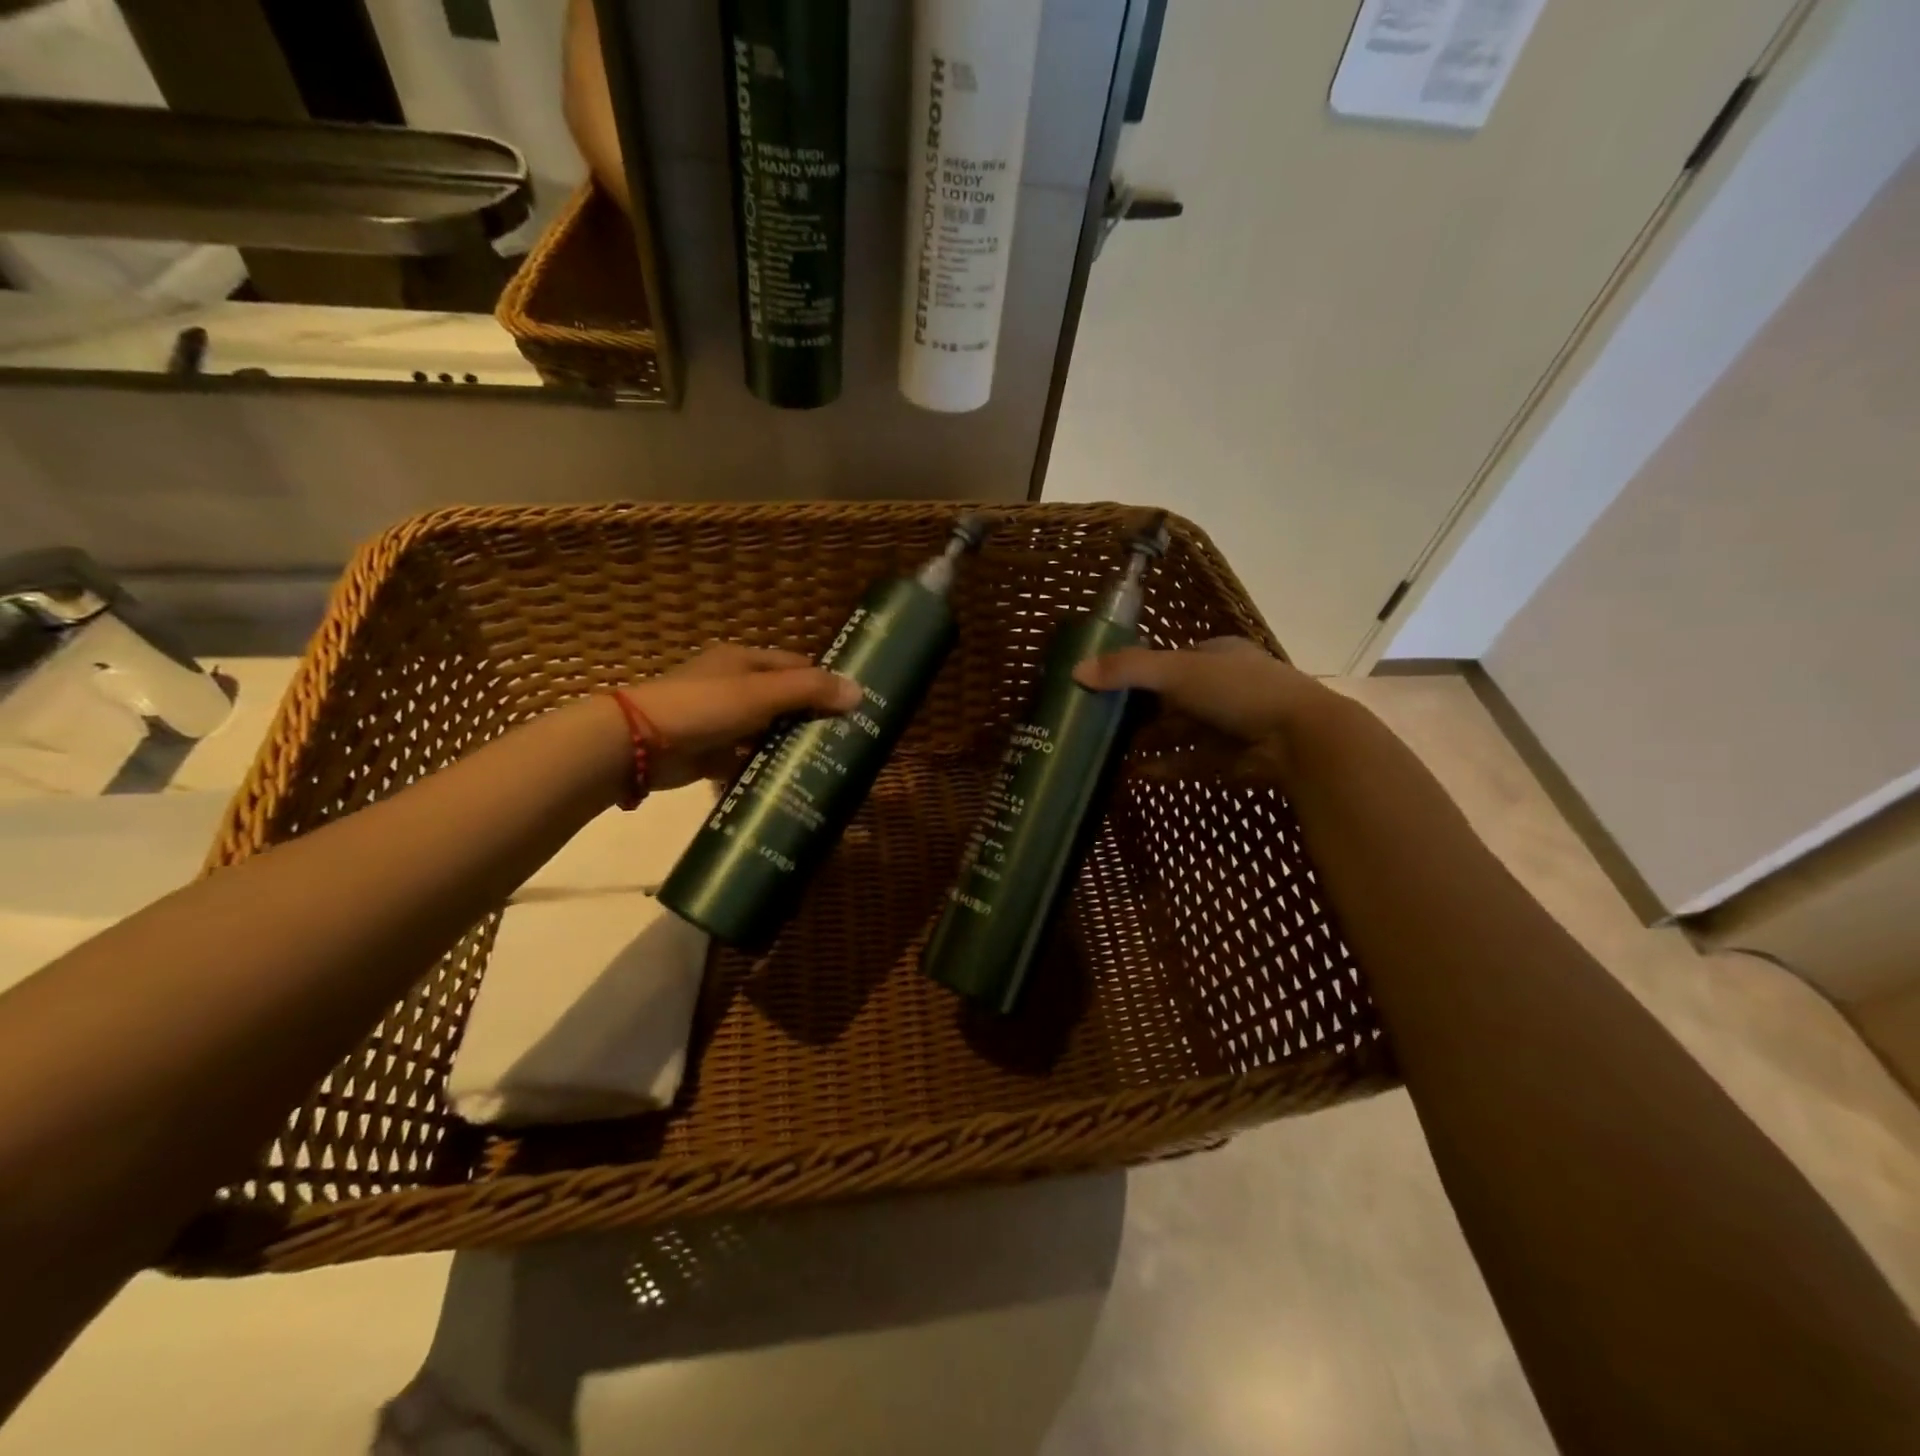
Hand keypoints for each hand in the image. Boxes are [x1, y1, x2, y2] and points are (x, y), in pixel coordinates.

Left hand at [621, 643, 859, 789]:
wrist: (638, 743)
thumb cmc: (704, 706)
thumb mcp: (761, 694)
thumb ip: (809, 691)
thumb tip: (859, 691)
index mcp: (744, 662)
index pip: (796, 666)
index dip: (824, 683)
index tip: (854, 706)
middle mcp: (734, 686)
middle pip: (784, 700)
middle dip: (811, 719)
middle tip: (847, 741)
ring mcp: (721, 720)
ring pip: (767, 732)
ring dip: (789, 746)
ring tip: (827, 765)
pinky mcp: (711, 752)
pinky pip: (746, 758)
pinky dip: (764, 767)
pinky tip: (790, 782)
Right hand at [1073, 638, 1344, 777]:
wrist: (1300, 738)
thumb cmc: (1238, 690)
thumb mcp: (1177, 671)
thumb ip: (1128, 670)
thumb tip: (1076, 672)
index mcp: (1217, 655)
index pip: (1171, 661)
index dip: (1139, 674)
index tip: (1106, 689)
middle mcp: (1224, 687)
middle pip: (1173, 700)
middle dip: (1140, 714)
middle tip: (1103, 727)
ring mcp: (1232, 725)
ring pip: (1182, 733)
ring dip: (1150, 743)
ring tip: (1113, 756)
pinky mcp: (1235, 759)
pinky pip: (1193, 761)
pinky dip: (1167, 767)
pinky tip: (1138, 776)